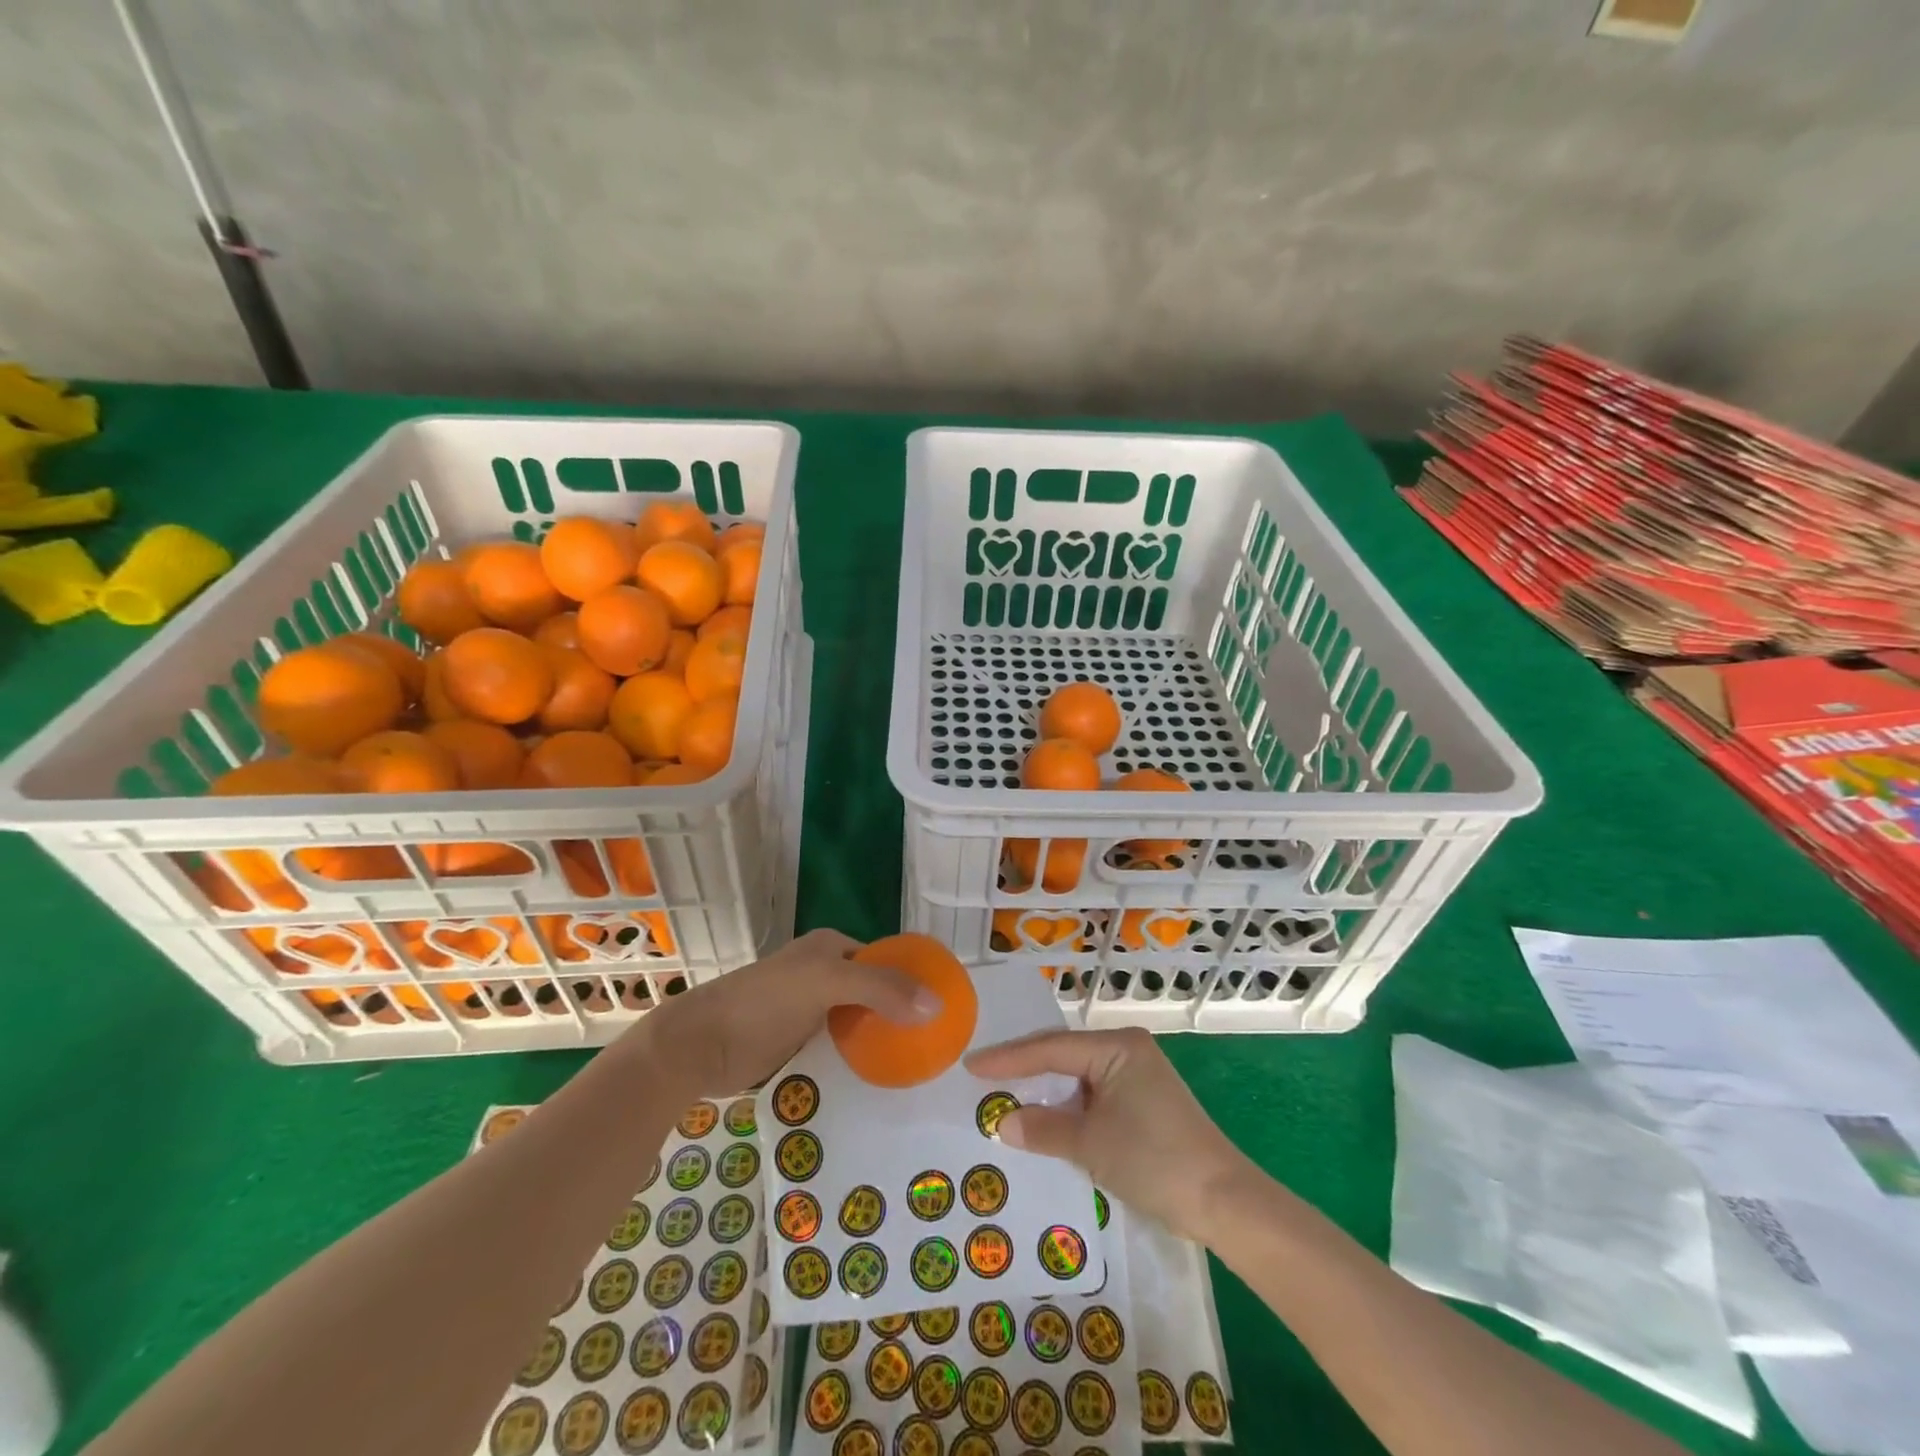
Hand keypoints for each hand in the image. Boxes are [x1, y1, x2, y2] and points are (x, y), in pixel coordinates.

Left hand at [635, 928, 939, 1092]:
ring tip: (917, 1064)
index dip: (914, 977)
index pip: (886, 957)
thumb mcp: (826, 984)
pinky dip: (859, 1056)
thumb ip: (881, 988)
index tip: (944, 1008)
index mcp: (831, 947)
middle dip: (901, 1011)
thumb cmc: (763, 1003)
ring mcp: (809, 1007)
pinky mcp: (797, 1041)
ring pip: (858, 1019)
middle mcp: (823, 971)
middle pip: (874, 989)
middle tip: (935, 1042)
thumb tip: (938, 1003)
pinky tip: (879, 1077)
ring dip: (882, 1037)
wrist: (698, 1046)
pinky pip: (840, 1044)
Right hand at [964, 1027, 1253, 1241]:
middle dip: (1024, 1068)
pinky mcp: (1144, 1099)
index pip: (1050, 1048)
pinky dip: (1068, 1105)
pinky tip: (1046, 1116)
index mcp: (1116, 1046)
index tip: (971, 1065)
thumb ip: (1043, 1129)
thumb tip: (1001, 1123)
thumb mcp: (1091, 1145)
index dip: (1008, 1059)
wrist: (1223, 1201)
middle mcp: (1127, 1049)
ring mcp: (1138, 1074)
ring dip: (1046, 1090)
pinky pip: (1093, 1092)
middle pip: (1063, 1055)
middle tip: (981, 1074)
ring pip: (1077, 1075)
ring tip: (1004, 1093)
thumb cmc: (1154, 1161)